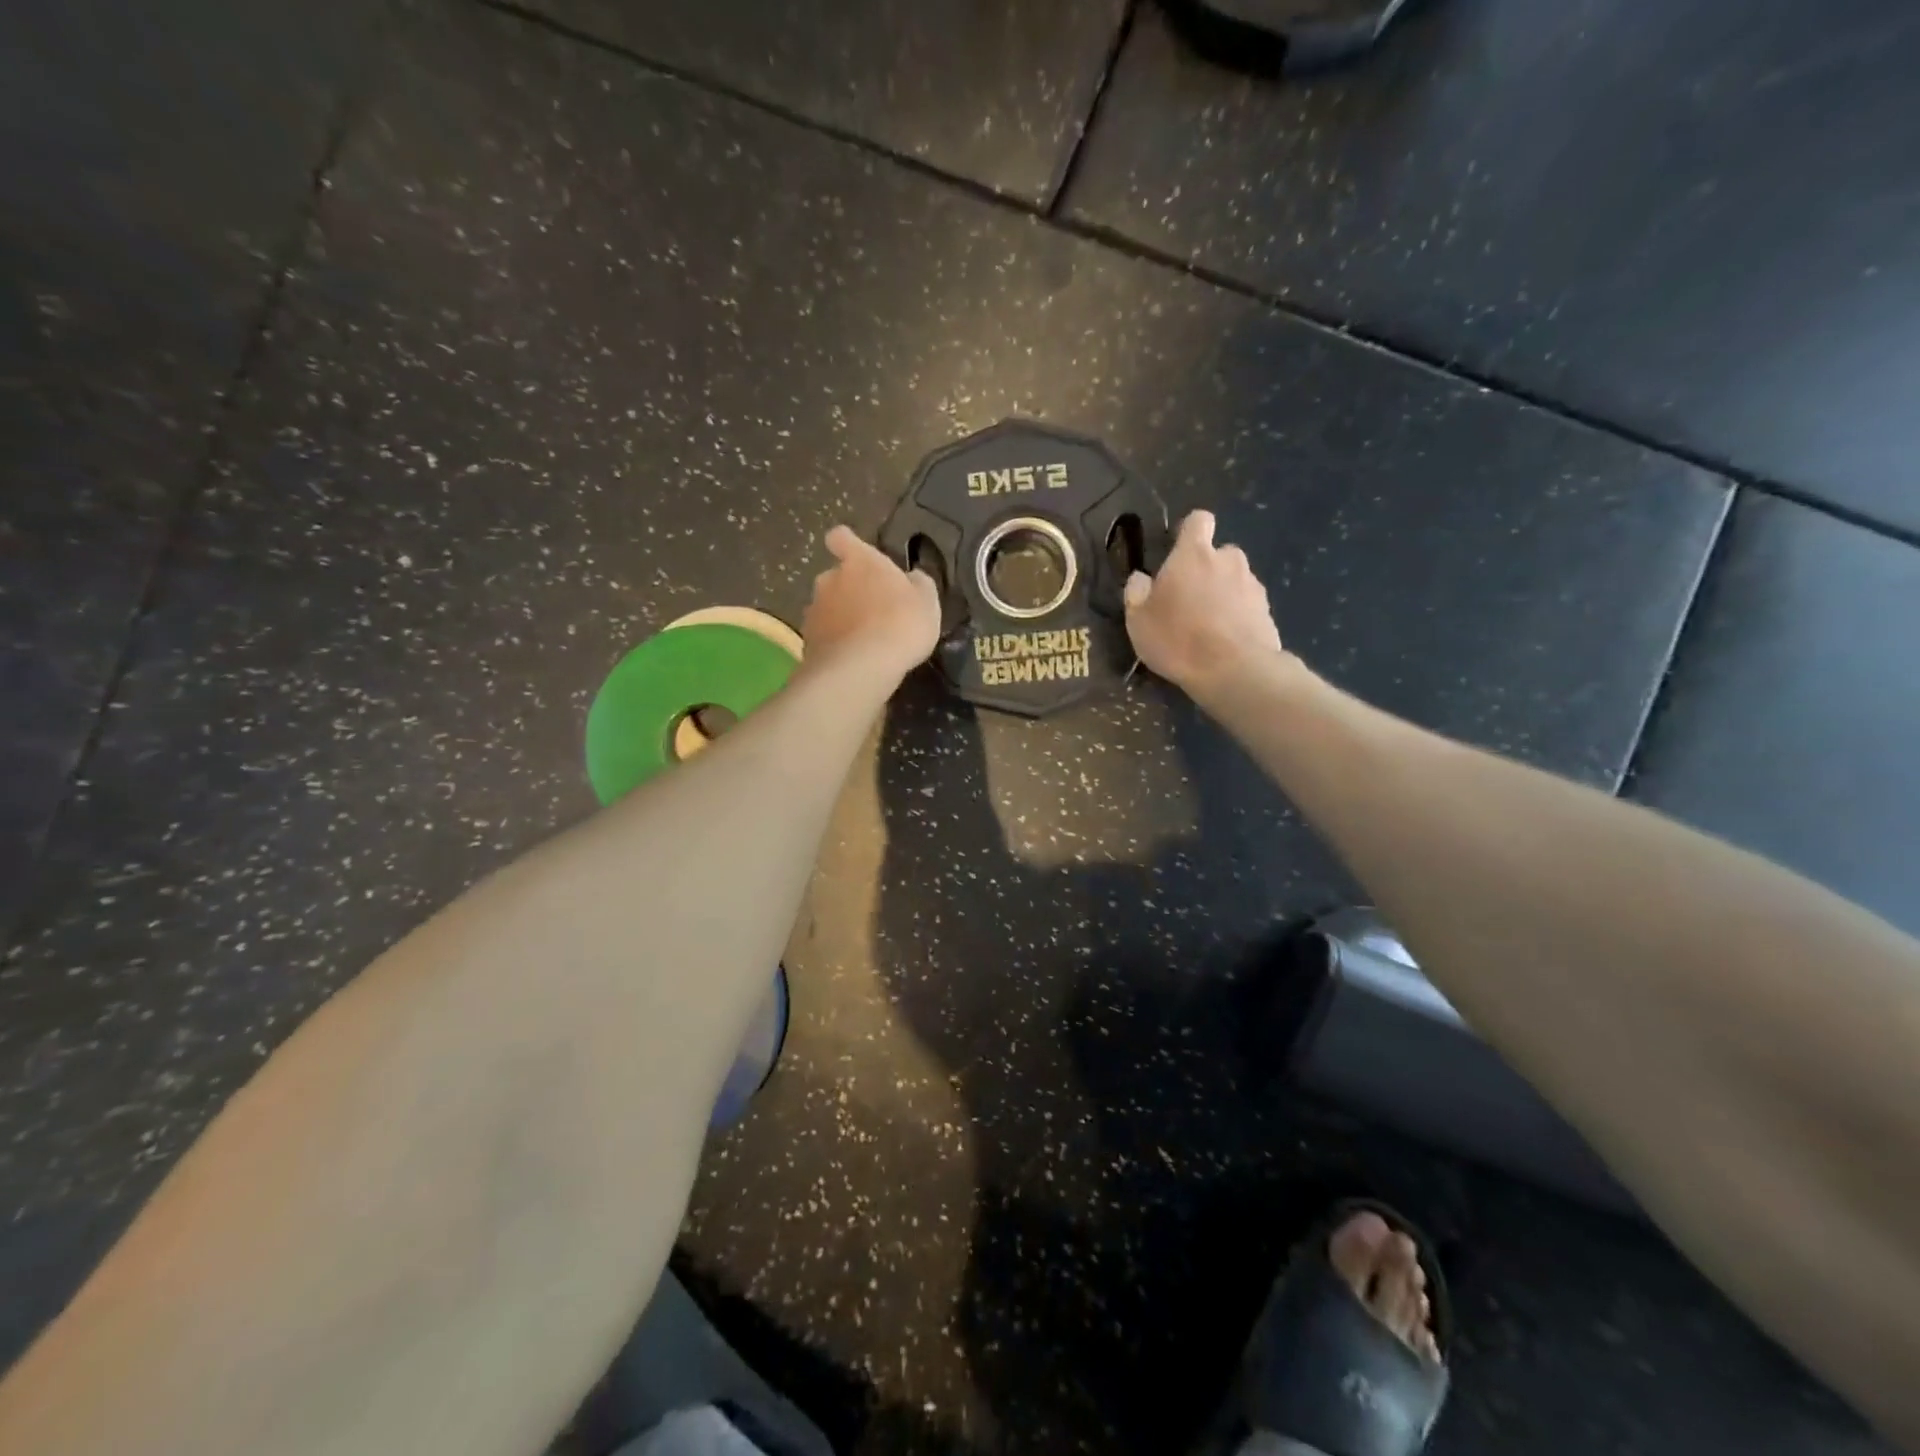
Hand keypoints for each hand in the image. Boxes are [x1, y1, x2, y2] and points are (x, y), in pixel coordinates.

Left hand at [801, 525, 941, 682]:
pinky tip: (852, 659)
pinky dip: (834, 643)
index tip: (857, 556)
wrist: (861, 668)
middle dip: (849, 590)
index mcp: (859, 561)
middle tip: (872, 610)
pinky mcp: (807, 641)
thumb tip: (912, 578)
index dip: (847, 544)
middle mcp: (829, 579)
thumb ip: (918, 584)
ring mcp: (814, 610)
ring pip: (827, 607)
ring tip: (863, 640)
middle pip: (835, 577)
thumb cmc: (901, 624)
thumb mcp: (926, 601)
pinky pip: (823, 636)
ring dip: (841, 618)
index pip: (841, 538)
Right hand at [1124, 511, 1286, 694]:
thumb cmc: (1178, 639)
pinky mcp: (1268, 610)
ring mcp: (1253, 584)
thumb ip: (1137, 593)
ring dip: (1223, 594)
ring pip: (1235, 580)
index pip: (1198, 520)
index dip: (1189, 532)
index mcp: (1194, 555)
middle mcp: (1228, 560)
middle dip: (1206, 570)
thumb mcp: (1138, 621)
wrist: (1234, 671)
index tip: (1178, 552)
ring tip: (1208, 626)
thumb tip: (1140, 579)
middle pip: (1218, 554)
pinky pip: (1248, 605)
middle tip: (1188, 600)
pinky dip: (1238, 616)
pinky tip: (1225, 641)